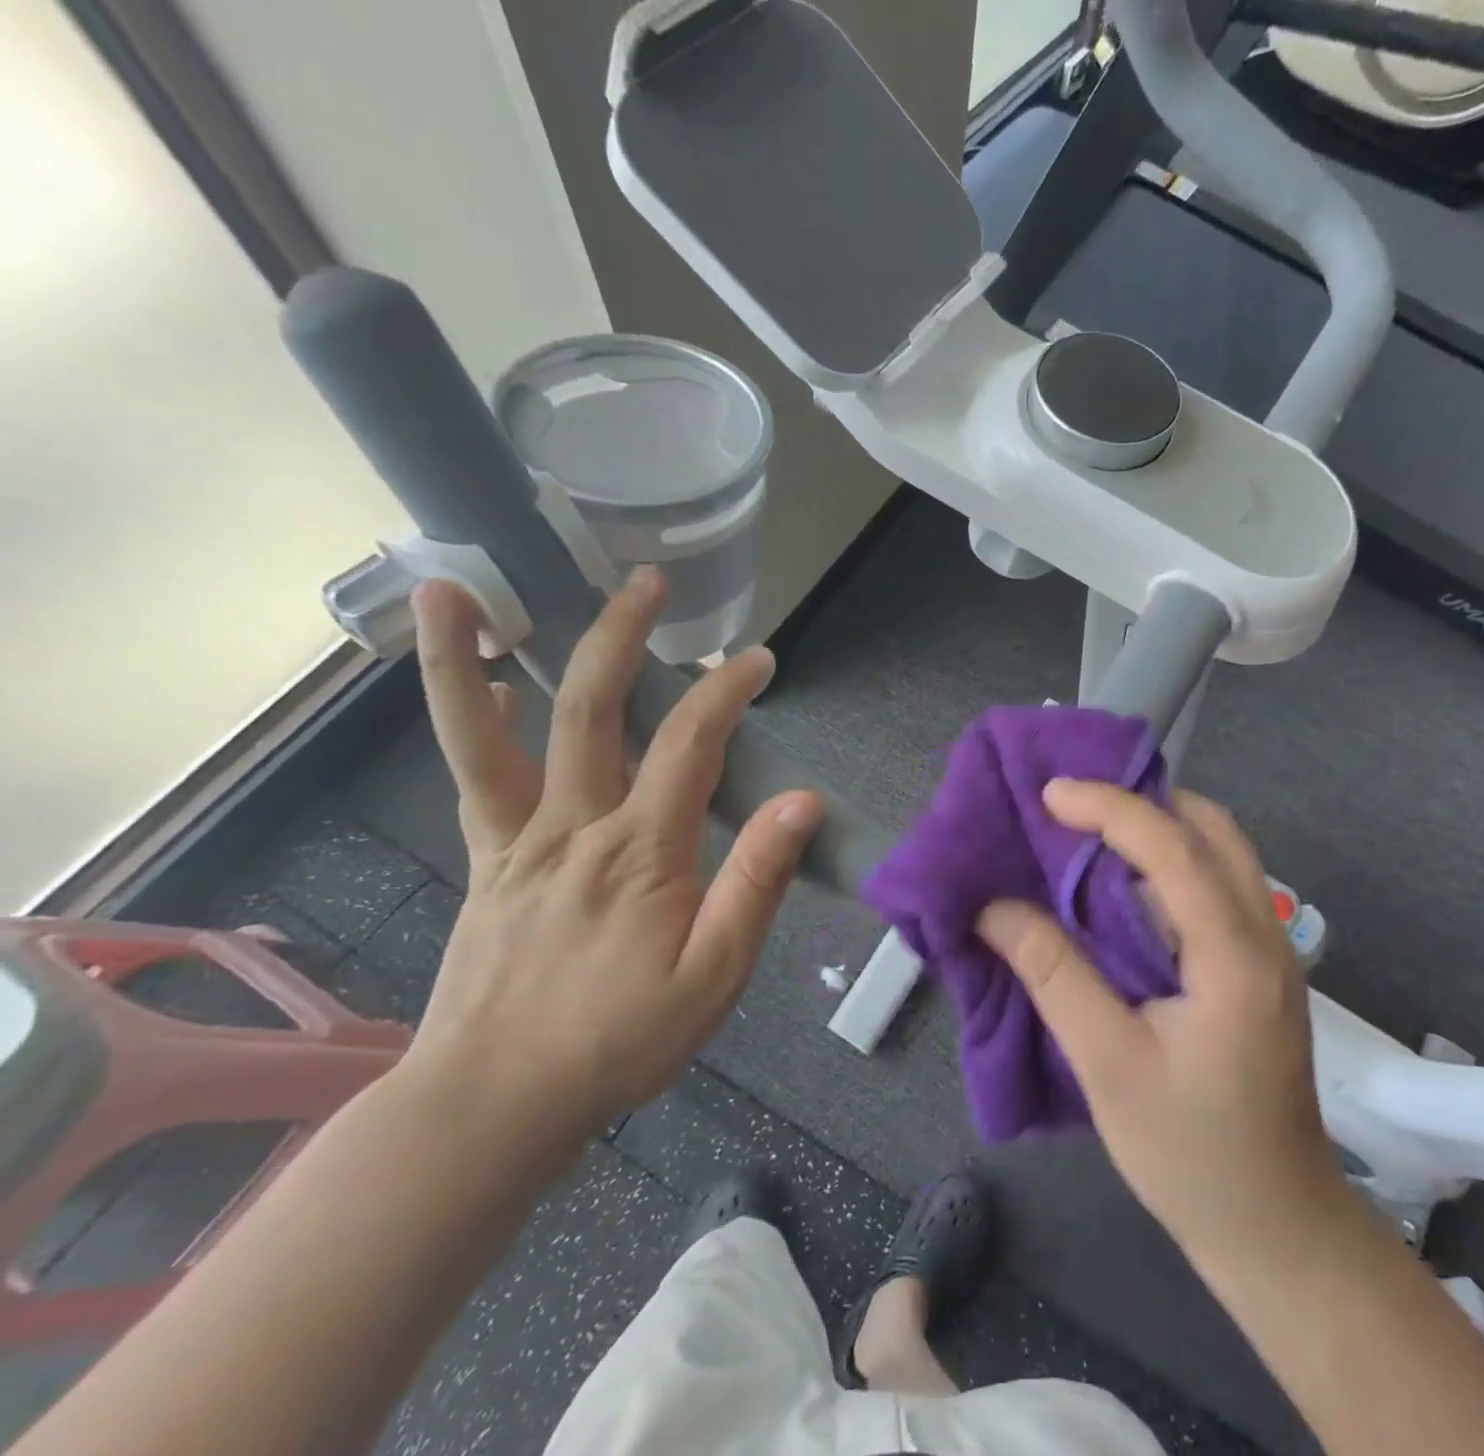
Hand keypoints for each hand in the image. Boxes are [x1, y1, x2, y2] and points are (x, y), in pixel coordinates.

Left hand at [400, 571, 821, 1155]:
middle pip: (592, 709)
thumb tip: (803, 801)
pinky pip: (474, 780)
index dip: (727, 690)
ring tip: (458, 588)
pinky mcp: (488, 862)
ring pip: (491, 735)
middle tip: (646, 581)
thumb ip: (757, 882)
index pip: (692, 743)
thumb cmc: (619, 1041)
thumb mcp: (714, 975)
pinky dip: (473, 721)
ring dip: (470, 658)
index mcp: (642, 851)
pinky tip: (486, 684)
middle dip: (622, 636)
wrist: (496, 1103)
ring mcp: (519, 840)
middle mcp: (575, 826)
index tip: (758, 659)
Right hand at [977, 781, 1352, 1266]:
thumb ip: (1053, 975)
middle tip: (1072, 806)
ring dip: (1157, 828)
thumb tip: (993, 908)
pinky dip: (1168, 864)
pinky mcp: (1258, 968)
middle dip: (1142, 801)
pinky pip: (1216, 885)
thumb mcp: (1108, 1064)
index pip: (1176, 847)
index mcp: (1236, 955)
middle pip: (1213, 830)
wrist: (1276, 1228)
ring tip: (1088, 832)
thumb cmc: (1190, 1152)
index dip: (1110, 808)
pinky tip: (1121, 886)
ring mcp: (1270, 950)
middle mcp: (1265, 935)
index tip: (1050, 794)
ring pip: (1220, 853)